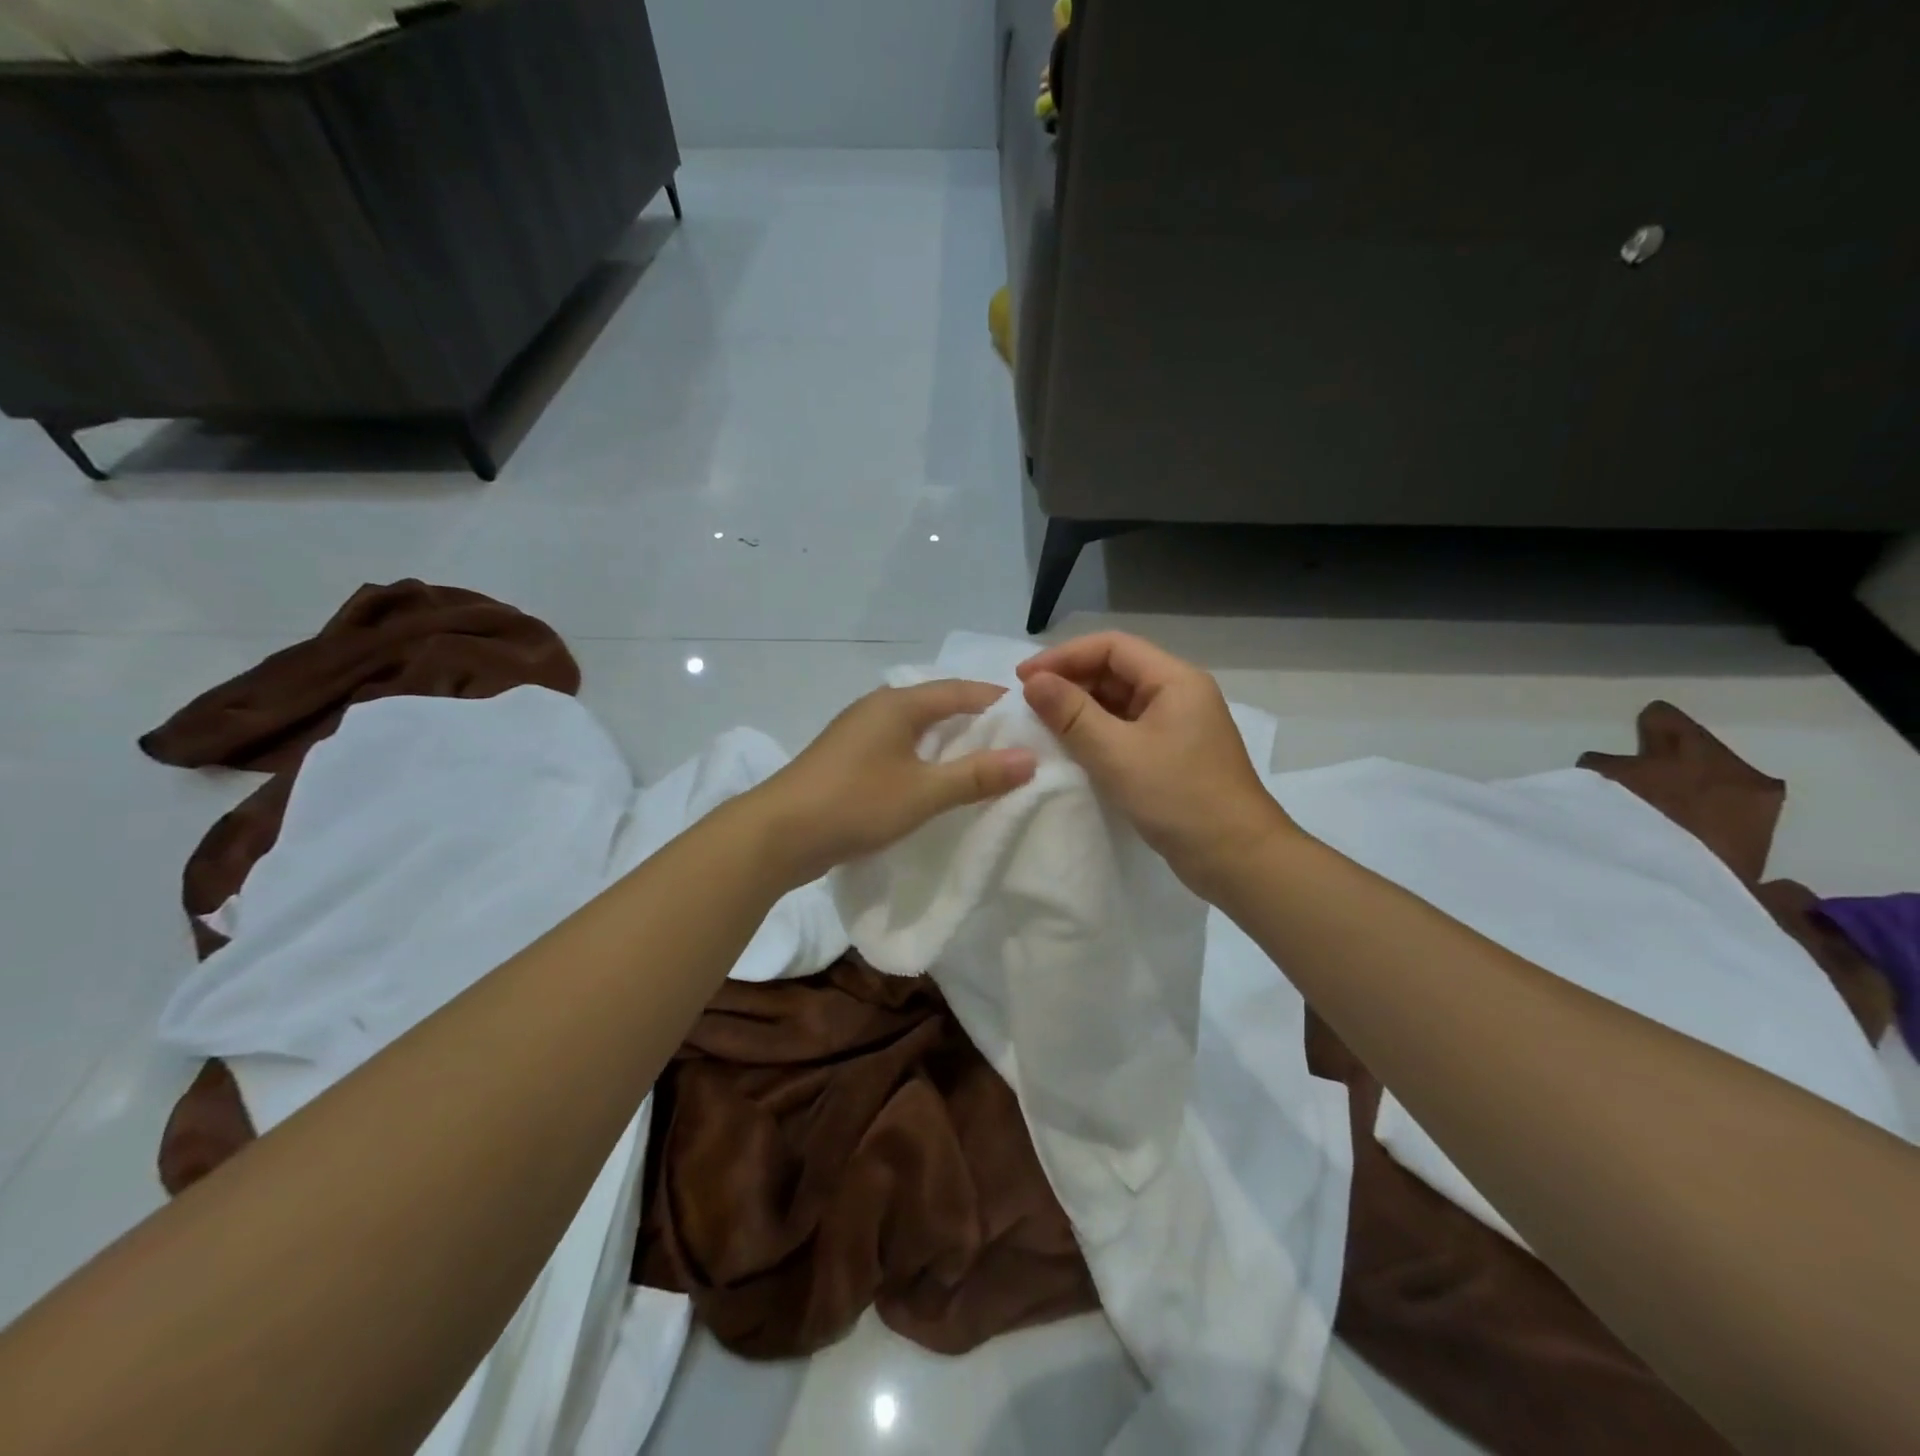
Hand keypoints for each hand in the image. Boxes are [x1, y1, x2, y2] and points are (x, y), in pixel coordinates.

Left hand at [754, 680, 1037, 885]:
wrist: (777, 834)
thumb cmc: (854, 803)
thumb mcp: (923, 792)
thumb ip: (976, 776)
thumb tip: (1030, 758)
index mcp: (897, 704)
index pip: (959, 690)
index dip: (996, 700)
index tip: (1032, 715)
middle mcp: (877, 708)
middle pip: (937, 705)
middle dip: (974, 721)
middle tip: (1014, 741)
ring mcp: (857, 734)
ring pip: (915, 728)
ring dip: (947, 741)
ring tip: (982, 762)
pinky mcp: (846, 760)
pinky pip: (897, 748)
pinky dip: (922, 758)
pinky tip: (934, 780)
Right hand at [1018, 632, 1295, 894]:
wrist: (1238, 859)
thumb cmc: (1179, 798)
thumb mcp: (1117, 754)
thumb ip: (1072, 714)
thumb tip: (1034, 682)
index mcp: (1175, 680)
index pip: (1112, 646)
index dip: (1063, 656)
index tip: (1023, 679)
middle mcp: (1179, 694)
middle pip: (1116, 670)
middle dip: (1070, 681)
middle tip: (1028, 703)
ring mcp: (1178, 726)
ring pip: (1120, 702)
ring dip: (1081, 709)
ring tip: (1042, 725)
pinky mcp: (1173, 755)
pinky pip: (1127, 730)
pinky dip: (1097, 733)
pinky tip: (1072, 749)